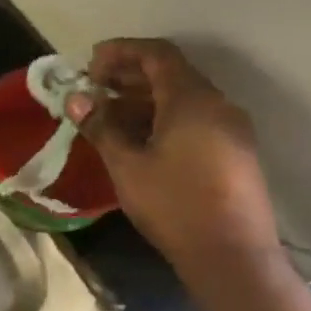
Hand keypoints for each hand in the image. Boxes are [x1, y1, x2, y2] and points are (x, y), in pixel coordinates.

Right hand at [65, 38, 282, 276]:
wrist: (233, 258)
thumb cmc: (175, 205)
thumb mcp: (127, 165)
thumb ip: (101, 126)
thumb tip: (76, 98)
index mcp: (193, 100)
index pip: (157, 54)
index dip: (121, 51)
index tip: (90, 64)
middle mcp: (218, 105)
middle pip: (171, 73)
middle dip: (129, 75)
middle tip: (93, 89)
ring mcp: (231, 129)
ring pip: (183, 97)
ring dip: (143, 98)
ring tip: (107, 115)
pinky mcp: (234, 152)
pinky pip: (195, 118)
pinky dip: (163, 116)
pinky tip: (137, 138)